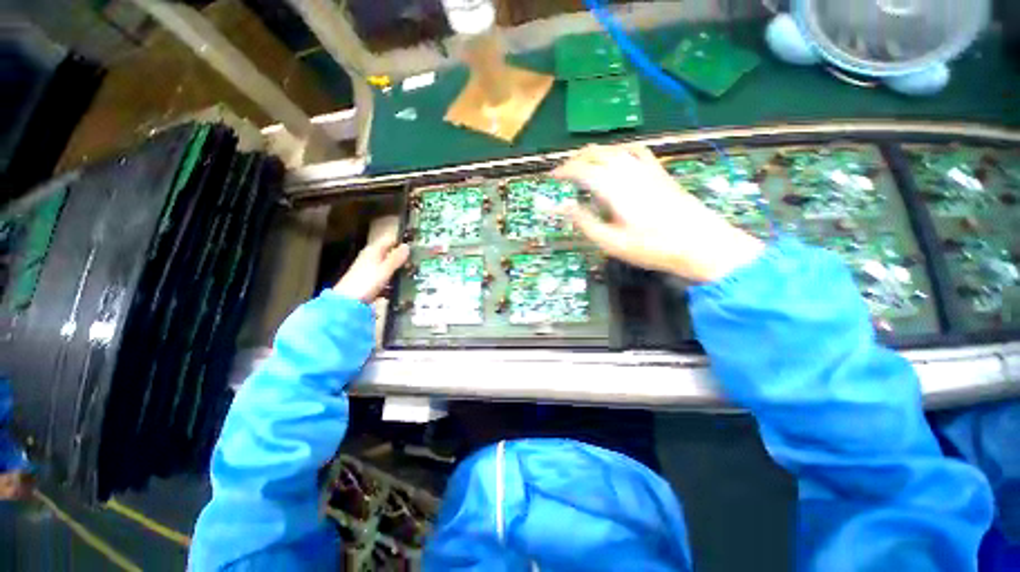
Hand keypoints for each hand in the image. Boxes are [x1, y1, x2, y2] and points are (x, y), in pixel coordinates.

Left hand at [334, 237, 409, 302]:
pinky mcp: (368, 279)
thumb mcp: (385, 269)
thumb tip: (407, 245)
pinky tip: (400, 284)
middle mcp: (370, 256)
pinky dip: (392, 277)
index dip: (402, 242)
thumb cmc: (367, 282)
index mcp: (374, 250)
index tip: (416, 246)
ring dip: (398, 268)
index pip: (390, 240)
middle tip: (417, 261)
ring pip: (387, 264)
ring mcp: (368, 268)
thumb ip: (396, 258)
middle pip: (389, 252)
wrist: (348, 301)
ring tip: (413, 272)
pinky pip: (384, 275)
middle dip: (402, 256)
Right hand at [553, 144, 763, 282]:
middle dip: (575, 160)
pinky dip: (620, 151)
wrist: (700, 243)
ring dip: (594, 154)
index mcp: (614, 188)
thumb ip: (585, 222)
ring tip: (584, 165)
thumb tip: (562, 206)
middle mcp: (628, 171)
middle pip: (596, 153)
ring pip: (614, 149)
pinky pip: (636, 151)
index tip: (551, 178)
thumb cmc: (652, 248)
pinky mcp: (660, 172)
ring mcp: (647, 169)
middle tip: (563, 173)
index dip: (563, 171)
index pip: (581, 170)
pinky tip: (618, 158)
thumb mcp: (611, 242)